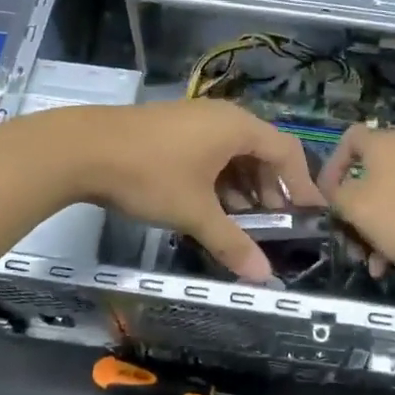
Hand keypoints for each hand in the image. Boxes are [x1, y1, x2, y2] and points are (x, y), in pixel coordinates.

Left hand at [56, 100, 320, 283]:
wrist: (82, 148)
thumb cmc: (150, 175)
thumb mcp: (194, 212)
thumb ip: (232, 243)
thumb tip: (264, 277)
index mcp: (238, 127)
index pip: (287, 152)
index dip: (302, 185)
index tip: (312, 216)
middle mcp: (222, 117)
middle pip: (262, 152)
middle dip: (271, 191)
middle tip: (276, 226)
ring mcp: (195, 119)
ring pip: (234, 154)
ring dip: (243, 188)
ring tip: (242, 223)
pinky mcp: (173, 129)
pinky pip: (211, 152)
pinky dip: (219, 179)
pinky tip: (210, 207)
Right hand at [316, 124, 394, 279]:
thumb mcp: (355, 206)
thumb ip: (336, 194)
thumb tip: (334, 191)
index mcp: (383, 146)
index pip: (349, 138)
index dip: (332, 164)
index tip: (327, 193)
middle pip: (365, 178)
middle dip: (351, 212)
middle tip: (345, 237)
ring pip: (383, 202)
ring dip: (369, 232)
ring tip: (367, 262)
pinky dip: (391, 236)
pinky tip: (386, 266)